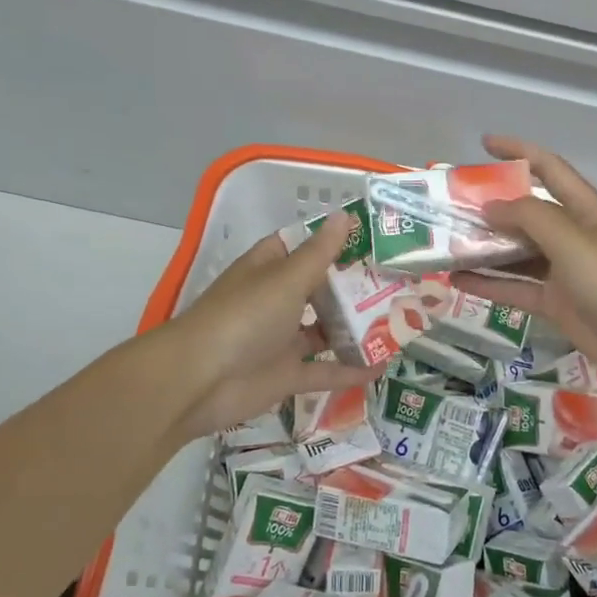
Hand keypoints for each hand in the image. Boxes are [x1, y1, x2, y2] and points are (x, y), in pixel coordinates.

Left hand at [162, 212, 380, 441]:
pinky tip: (382, 366)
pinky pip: (323, 371)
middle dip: (354, 287)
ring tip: (397, 321)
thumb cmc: (243, 317)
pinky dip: (349, 370)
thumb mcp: (286, 278)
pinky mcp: (284, 375)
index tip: (373, 238)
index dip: (334, 241)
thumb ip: (320, 253)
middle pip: (320, 289)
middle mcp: (275, 301)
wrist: (197, 381)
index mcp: (269, 269)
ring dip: (355, 329)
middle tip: (399, 282)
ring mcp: (279, 340)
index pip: (303, 246)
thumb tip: (344, 215)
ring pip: (324, 330)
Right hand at [451, 135, 596, 400]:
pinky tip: (457, 280)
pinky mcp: (556, 303)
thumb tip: (491, 206)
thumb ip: (530, 218)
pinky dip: (488, 284)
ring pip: (516, 252)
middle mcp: (572, 234)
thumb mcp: (573, 241)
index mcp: (584, 209)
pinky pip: (515, 287)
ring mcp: (563, 270)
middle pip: (526, 212)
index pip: (549, 167)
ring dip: (485, 247)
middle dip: (491, 205)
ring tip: (446, 243)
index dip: (518, 151)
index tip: (484, 144)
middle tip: (451, 204)